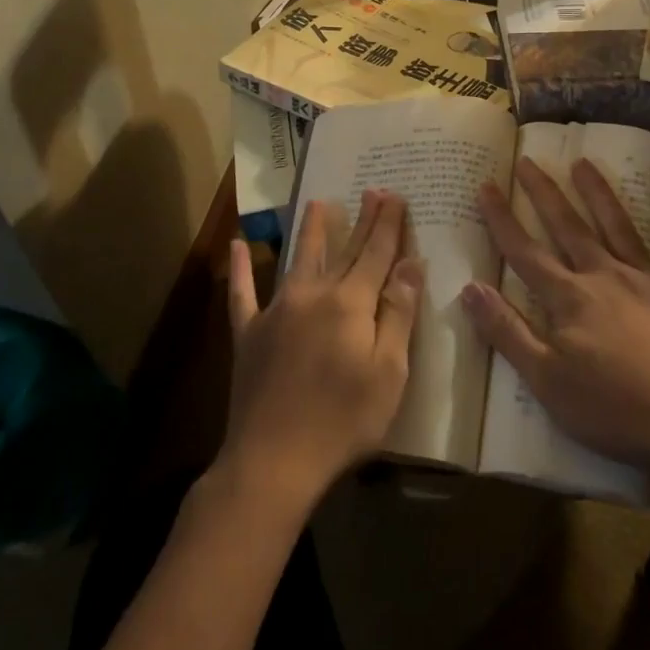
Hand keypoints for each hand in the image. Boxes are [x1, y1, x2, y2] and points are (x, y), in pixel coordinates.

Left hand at [221, 190, 423, 510]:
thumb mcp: (389, 372)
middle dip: (361, 220)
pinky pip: (243, 293)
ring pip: (298, 260)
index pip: (376, 253)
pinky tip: (238, 245)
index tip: (395, 195)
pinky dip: (241, 268)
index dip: (388, 224)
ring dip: (311, 231)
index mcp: (350, 303)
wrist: (274, 459)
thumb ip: (398, 313)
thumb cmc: (344, 420)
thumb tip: (411, 263)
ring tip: (319, 203)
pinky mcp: (249, 333)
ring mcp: (276, 311)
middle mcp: (313, 295)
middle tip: (371, 190)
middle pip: (343, 251)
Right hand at [460, 158, 649, 478]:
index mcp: (569, 298)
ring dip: (598, 194)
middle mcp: (605, 277)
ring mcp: (647, 283)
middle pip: (568, 227)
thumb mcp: (546, 380)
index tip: (486, 186)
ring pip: (617, 227)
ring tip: (584, 163)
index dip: (502, 220)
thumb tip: (469, 288)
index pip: (525, 252)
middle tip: (529, 160)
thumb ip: (507, 331)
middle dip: (545, 193)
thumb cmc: (614, 408)